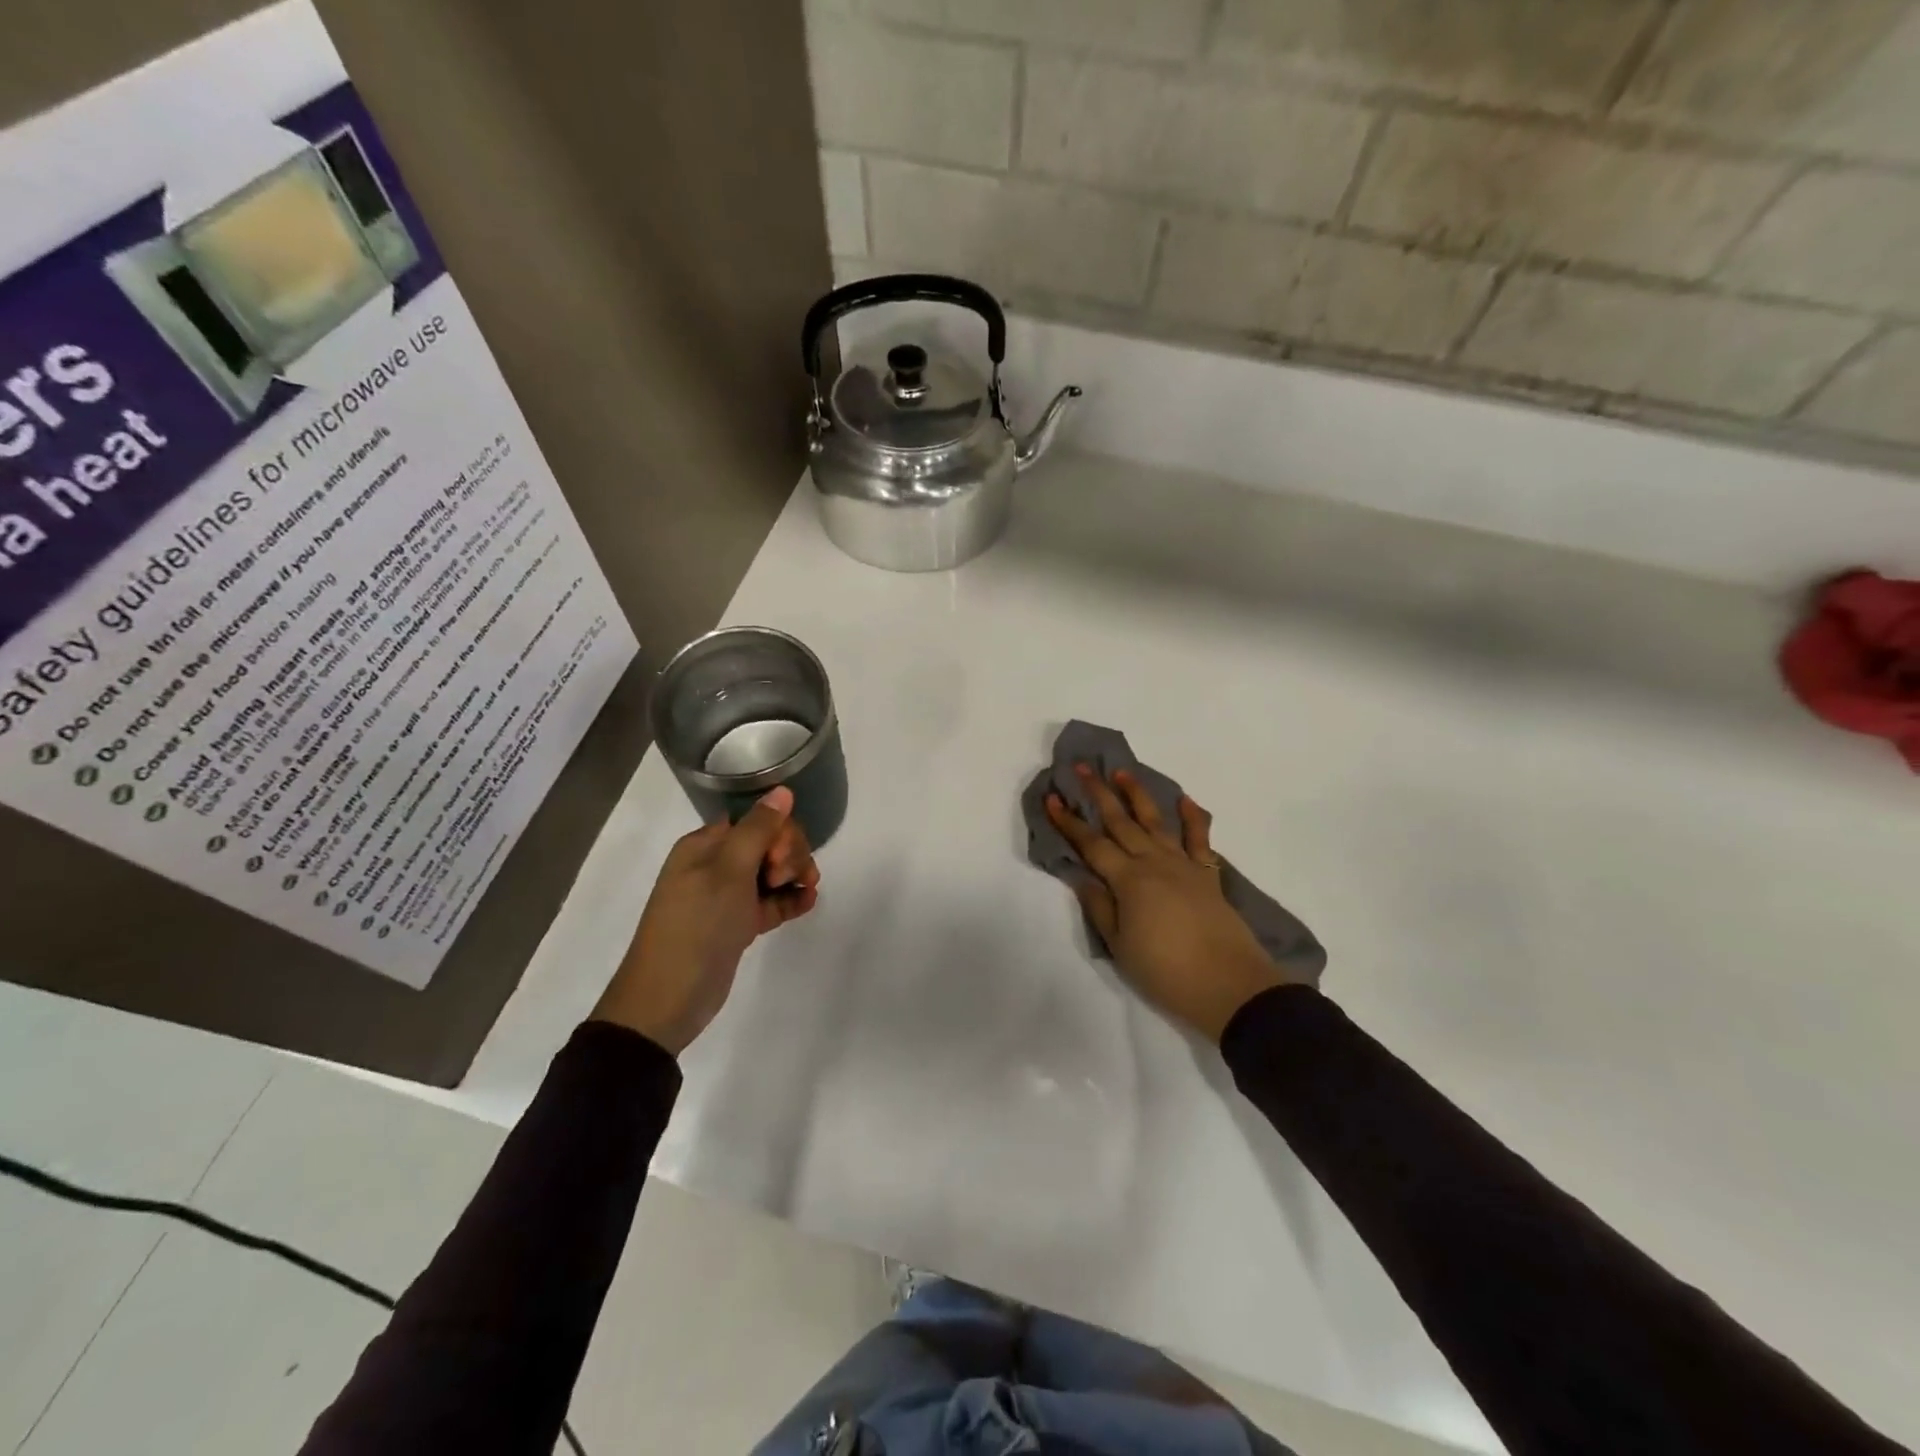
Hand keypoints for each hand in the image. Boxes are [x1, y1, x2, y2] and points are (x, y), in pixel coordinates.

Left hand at [592, 786, 819, 1054]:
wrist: (668, 998)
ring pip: (774, 872)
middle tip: (783, 879)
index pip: (756, 820)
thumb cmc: (697, 925)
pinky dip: (791, 900)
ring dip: (795, 875)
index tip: (778, 859)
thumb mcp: (729, 871)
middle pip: (769, 844)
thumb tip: (782, 790)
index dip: (778, 833)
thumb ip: (759, 828)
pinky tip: (808, 903)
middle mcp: (716, 865)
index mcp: (706, 845)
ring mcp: (728, 897)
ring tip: (806, 892)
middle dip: (789, 855)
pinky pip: (772, 902)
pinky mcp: (738, 925)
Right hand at [1046, 766, 1287, 1043]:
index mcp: (1127, 880)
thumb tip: (1082, 876)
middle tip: (1082, 768)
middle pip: (1120, 822)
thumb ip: (1100, 907)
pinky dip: (1193, 817)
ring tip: (1122, 772)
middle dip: (1098, 794)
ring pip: (1155, 821)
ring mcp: (1183, 865)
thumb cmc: (1165, 971)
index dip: (1069, 821)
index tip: (1052, 798)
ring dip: (1137, 794)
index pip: (1091, 844)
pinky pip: (1199, 839)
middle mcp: (1153, 862)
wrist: (1228, 985)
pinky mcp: (1207, 875)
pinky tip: (1185, 799)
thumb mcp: (1120, 945)